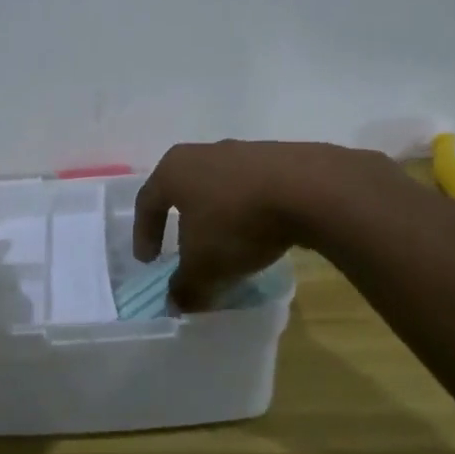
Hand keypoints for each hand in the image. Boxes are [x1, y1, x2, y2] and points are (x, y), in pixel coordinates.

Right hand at [133, 140, 379, 311]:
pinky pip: (253, 189)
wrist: (310, 189)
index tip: (149, 262)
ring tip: (228, 246)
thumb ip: (185, 287)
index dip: (145, 234)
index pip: (147, 202)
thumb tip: (176, 302)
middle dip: (182, 222)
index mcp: (174, 170)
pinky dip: (250, 212)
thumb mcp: (204, 267)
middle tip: (184, 250)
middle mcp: (204, 153)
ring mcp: (244, 151)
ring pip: (220, 188)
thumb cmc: (237, 222)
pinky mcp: (280, 157)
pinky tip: (262, 234)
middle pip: (184, 190)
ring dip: (219, 217)